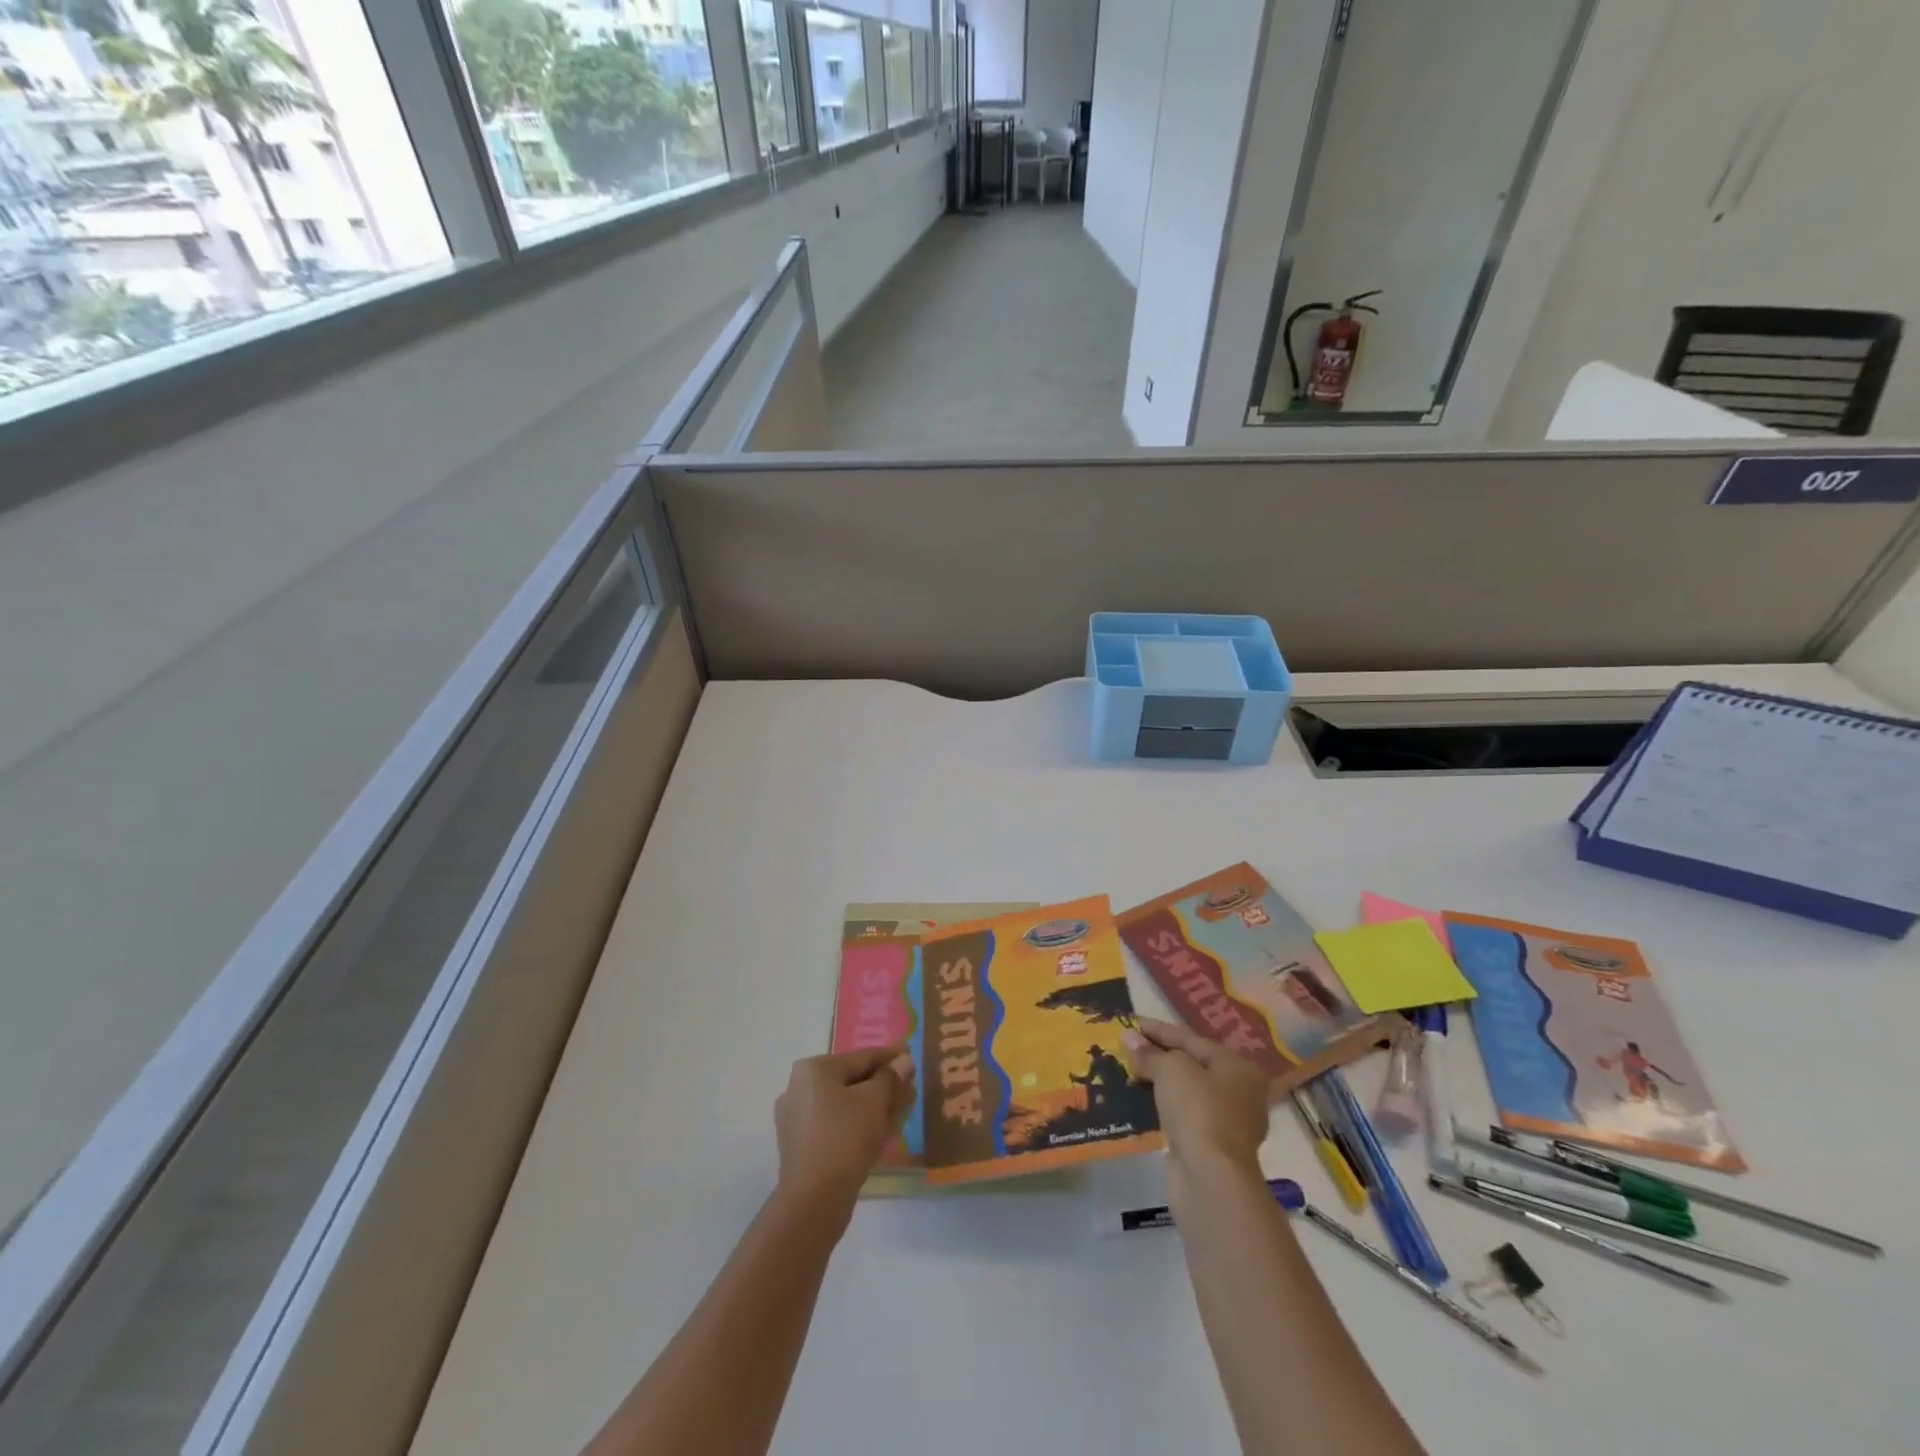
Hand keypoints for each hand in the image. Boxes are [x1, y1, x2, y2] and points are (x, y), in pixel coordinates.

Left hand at [775, 1045, 916, 1205]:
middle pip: (851, 1080)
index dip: (890, 1056)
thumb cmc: (846, 1138)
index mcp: (813, 1069)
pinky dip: (856, 1123)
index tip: (911, 1054)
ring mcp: (796, 1118)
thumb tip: (904, 1060)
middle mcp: (799, 1087)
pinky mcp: (800, 1145)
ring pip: (844, 1103)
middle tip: (909, 1087)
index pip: (861, 1057)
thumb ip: (891, 1077)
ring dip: (872, 1105)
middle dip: (882, 1084)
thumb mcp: (875, 1101)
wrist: (814, 1200)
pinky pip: (835, 1123)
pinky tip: (878, 1131)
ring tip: (899, 1110)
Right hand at [1123, 1018, 1269, 1175]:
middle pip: (1191, 1064)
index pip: (1190, 1039)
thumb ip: (1150, 1053)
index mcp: (1237, 1066)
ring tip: (1129, 1070)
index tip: (1130, 1022)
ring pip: (1187, 1091)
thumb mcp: (1171, 1070)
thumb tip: (1128, 1036)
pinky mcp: (1211, 1146)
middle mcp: (1238, 1091)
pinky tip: (1142, 1100)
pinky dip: (1163, 1105)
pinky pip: (1183, 1114)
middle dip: (1159, 1055)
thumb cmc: (1198, 1111)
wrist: (1210, 1178)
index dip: (1157, 1030)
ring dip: (1159, 1081)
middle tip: (1128, 1046)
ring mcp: (1227, 1122)